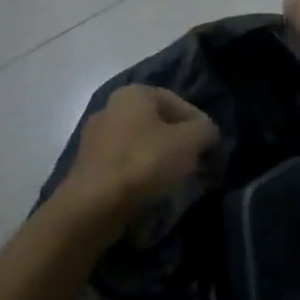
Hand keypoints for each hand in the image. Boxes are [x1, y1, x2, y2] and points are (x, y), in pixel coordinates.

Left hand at [57, 85, 218, 223]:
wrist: (93, 205)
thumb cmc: (145, 162)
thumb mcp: (190, 141)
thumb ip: (206, 130)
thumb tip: (208, 133)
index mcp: (133, 94)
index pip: (178, 102)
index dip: (199, 123)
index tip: (211, 146)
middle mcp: (110, 108)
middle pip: (158, 123)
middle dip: (181, 142)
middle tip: (198, 162)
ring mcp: (95, 138)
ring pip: (142, 144)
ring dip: (162, 158)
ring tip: (179, 179)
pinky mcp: (88, 166)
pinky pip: (125, 164)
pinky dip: (142, 173)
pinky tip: (153, 189)